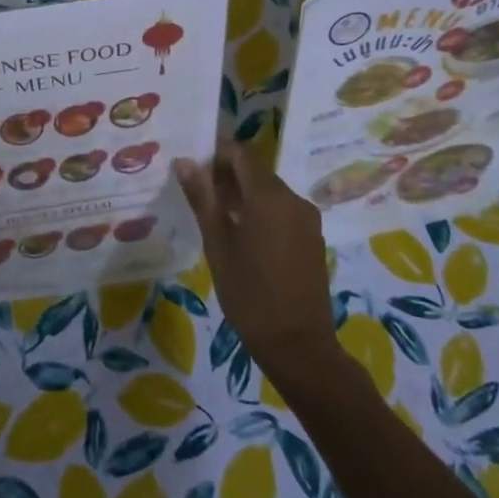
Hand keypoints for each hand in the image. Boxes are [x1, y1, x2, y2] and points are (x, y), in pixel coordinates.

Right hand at [176, 143, 338, 382]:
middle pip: (257, 171)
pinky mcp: (313, 237)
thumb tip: (185, 162)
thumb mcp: (217, 244)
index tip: (195, 172)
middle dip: (228, 176)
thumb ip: (202, 198)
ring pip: (270, 191)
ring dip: (244, 195)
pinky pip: (283, 210)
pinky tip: (243, 237)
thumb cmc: (249, 293)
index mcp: (269, 196)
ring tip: (216, 218)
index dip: (217, 155)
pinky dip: (261, 212)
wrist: (298, 344)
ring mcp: (307, 219)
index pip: (242, 153)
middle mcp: (293, 199)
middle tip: (200, 197)